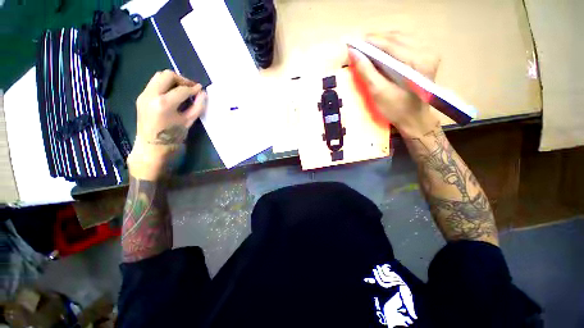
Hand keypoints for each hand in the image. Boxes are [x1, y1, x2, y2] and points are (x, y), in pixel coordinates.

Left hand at [128, 70, 206, 179]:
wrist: (152, 146)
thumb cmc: (172, 137)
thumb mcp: (188, 122)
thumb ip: (197, 107)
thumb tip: (203, 94)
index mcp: (163, 104)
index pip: (181, 89)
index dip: (194, 88)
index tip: (201, 90)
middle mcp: (150, 95)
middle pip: (167, 75)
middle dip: (182, 79)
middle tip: (191, 88)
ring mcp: (143, 95)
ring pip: (159, 77)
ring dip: (173, 81)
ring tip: (183, 90)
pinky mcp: (141, 96)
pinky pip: (154, 83)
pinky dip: (166, 85)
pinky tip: (173, 94)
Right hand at [349, 31, 440, 136]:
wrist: (414, 118)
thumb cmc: (396, 109)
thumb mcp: (378, 92)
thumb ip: (366, 71)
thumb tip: (353, 53)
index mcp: (418, 62)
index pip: (391, 44)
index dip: (370, 41)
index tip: (353, 42)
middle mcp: (427, 52)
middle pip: (397, 38)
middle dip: (375, 39)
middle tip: (357, 45)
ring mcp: (429, 52)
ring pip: (401, 38)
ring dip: (382, 40)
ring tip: (366, 46)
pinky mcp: (427, 55)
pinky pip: (406, 42)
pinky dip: (391, 44)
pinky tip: (380, 49)